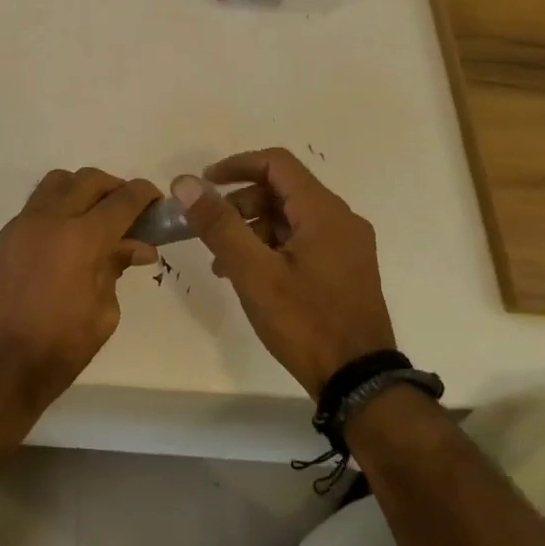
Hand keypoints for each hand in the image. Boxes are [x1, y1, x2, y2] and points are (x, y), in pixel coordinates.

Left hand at [0, 167, 160, 436]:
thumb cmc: (58, 349)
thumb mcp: (103, 314)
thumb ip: (116, 269)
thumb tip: (136, 246)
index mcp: (82, 238)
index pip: (122, 199)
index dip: (144, 194)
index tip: (156, 201)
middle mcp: (50, 219)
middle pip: (88, 180)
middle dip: (114, 188)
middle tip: (127, 212)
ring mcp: (21, 225)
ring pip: (56, 183)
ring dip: (81, 190)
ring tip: (93, 218)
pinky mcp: (2, 237)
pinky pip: (35, 207)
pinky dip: (56, 210)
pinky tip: (62, 241)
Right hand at [172, 147, 395, 397]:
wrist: (359, 383)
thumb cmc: (305, 322)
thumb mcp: (253, 272)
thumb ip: (219, 224)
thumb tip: (185, 184)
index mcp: (324, 212)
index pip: (276, 163)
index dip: (236, 166)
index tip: (203, 184)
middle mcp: (341, 219)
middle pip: (282, 190)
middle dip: (239, 204)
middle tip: (209, 231)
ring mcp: (347, 246)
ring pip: (290, 218)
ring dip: (252, 229)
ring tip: (222, 263)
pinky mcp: (346, 269)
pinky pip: (302, 240)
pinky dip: (271, 247)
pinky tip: (249, 277)